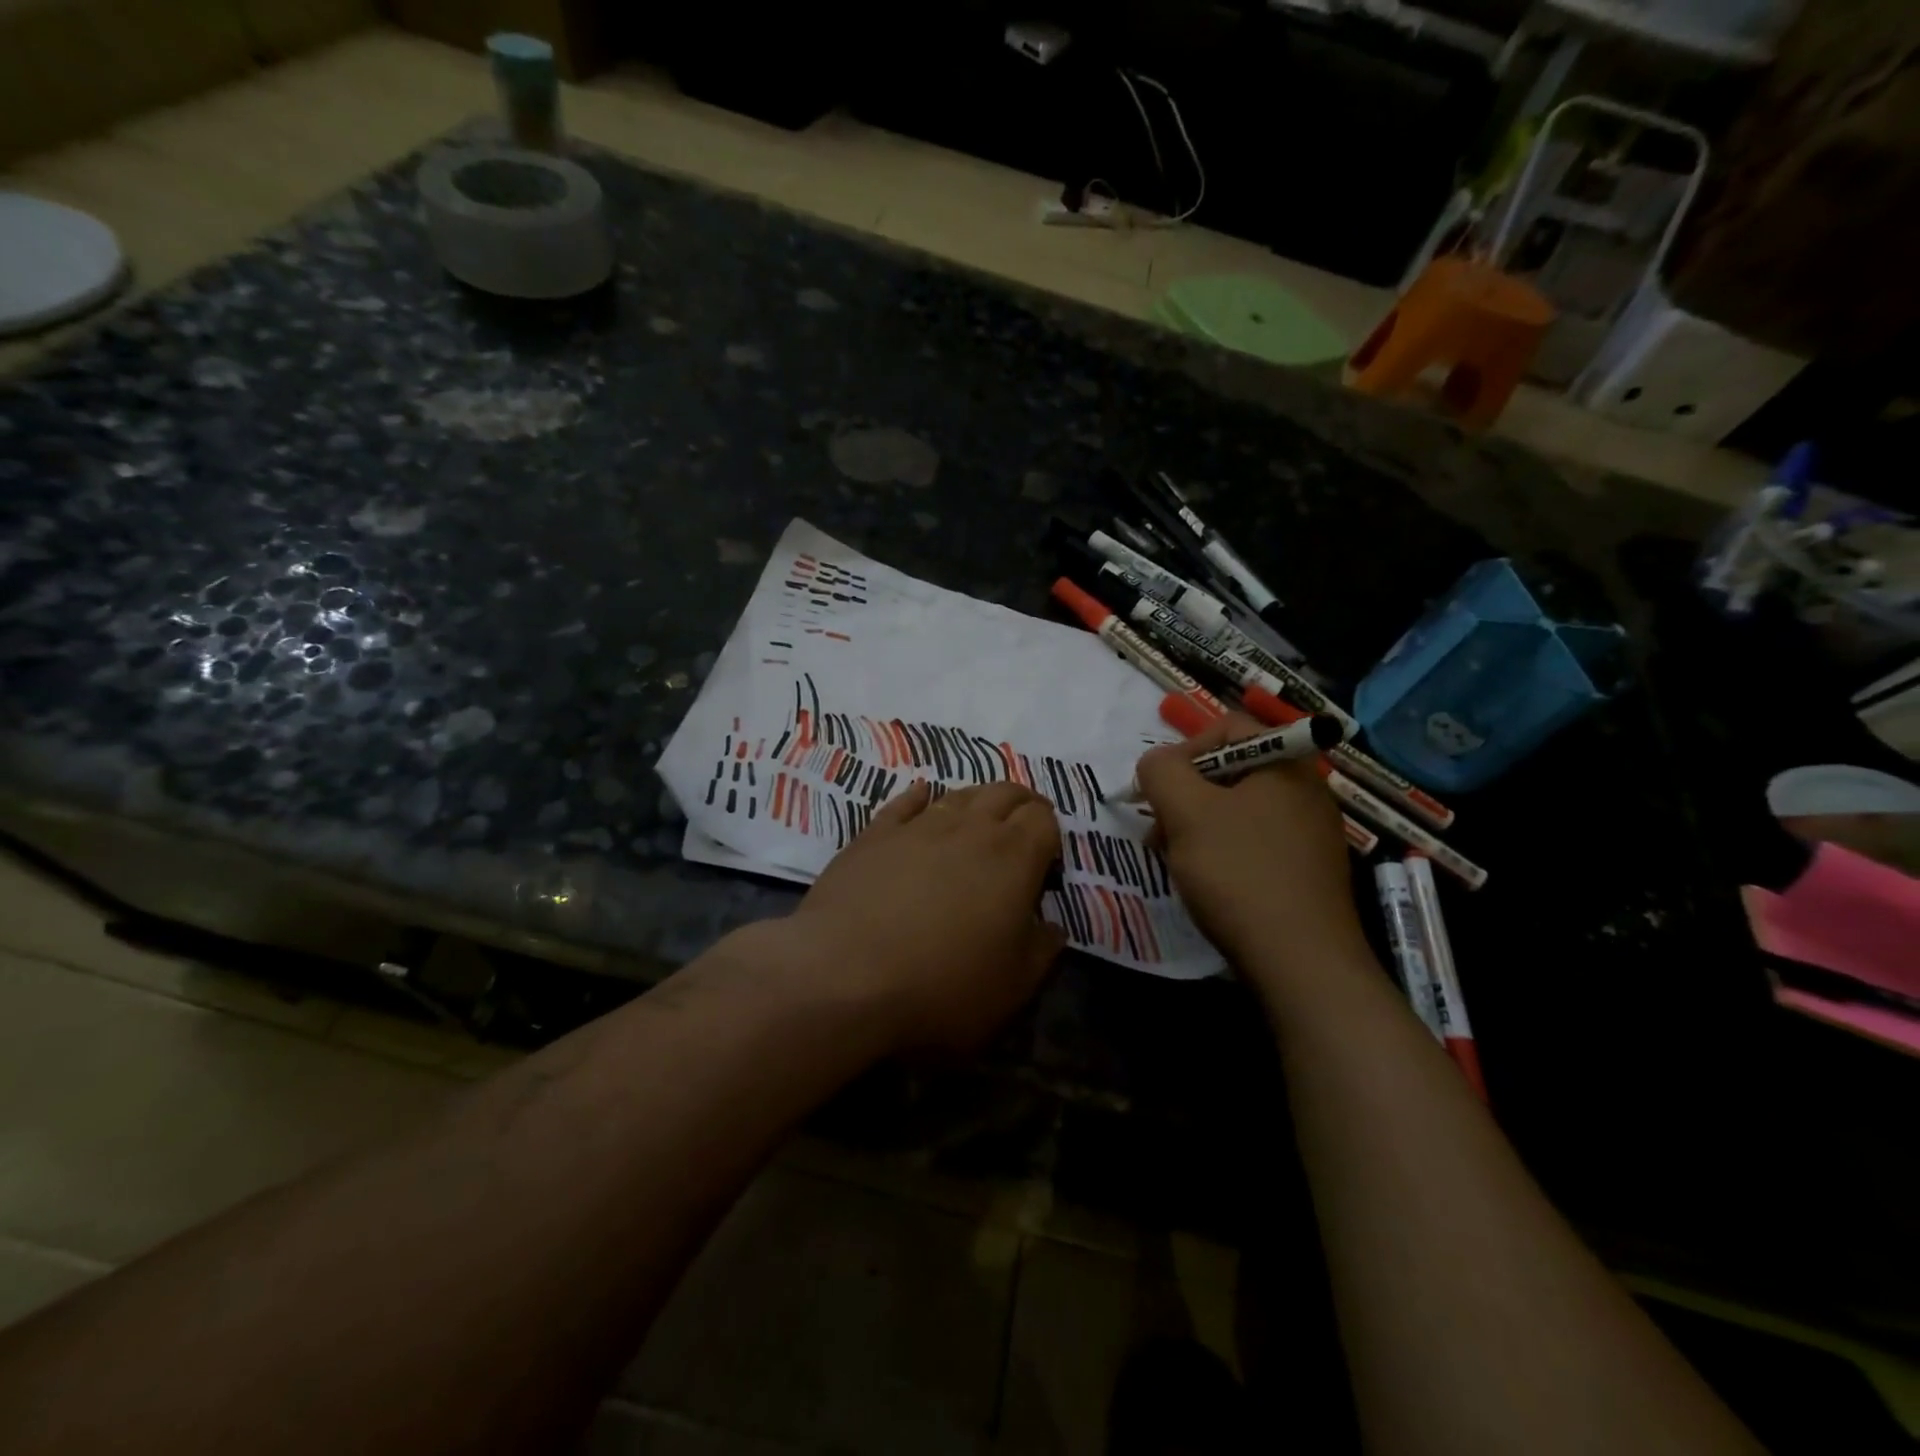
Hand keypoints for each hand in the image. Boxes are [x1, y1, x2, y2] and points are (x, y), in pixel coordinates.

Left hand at [785, 780, 1065, 1055]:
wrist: (844, 975)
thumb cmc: (942, 986)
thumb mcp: (1013, 986)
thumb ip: (1042, 950)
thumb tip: (1052, 927)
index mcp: (1012, 858)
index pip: (1044, 819)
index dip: (1051, 835)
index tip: (1046, 865)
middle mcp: (969, 828)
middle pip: (1005, 793)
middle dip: (1022, 804)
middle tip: (1024, 826)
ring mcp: (918, 826)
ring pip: (958, 794)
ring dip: (977, 800)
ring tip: (980, 817)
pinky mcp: (874, 834)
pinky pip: (905, 802)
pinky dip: (921, 797)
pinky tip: (923, 796)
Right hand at [1133, 714, 1366, 977]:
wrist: (1301, 963)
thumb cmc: (1240, 873)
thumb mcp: (1186, 812)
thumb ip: (1161, 771)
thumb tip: (1155, 763)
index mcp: (1286, 764)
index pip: (1228, 728)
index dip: (1183, 750)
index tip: (1156, 787)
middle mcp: (1305, 791)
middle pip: (1230, 771)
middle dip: (1184, 794)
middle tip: (1158, 827)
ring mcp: (1309, 834)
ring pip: (1237, 811)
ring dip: (1196, 825)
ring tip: (1172, 857)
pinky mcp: (1304, 871)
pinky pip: (1252, 843)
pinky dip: (1221, 851)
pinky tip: (1203, 880)